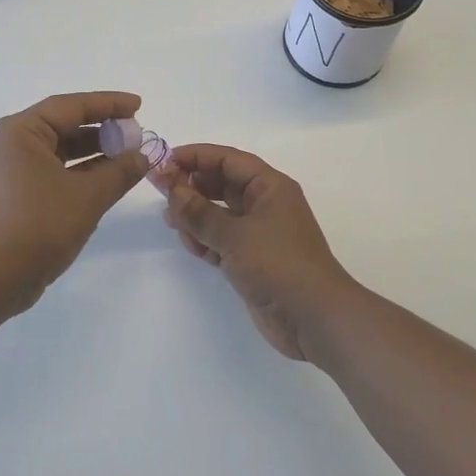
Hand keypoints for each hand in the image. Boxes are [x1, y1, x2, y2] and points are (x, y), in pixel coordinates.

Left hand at [0, 92, 151, 313]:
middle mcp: (13, 144)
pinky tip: (108, 179)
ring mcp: (13, 170)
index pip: (72, 106)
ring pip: (61, 151)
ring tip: (129, 156)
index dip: (109, 104)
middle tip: (136, 133)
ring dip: (95, 153)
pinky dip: (81, 173)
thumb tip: (143, 154)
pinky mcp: (18, 194)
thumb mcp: (88, 196)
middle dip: (103, 129)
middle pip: (65, 125)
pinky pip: (55, 172)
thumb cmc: (39, 225)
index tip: (138, 105)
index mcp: (22, 131)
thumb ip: (120, 171)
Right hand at [158, 144, 358, 361]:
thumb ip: (200, 213)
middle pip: (222, 184)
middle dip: (192, 185)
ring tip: (170, 220)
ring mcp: (258, 233)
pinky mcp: (251, 259)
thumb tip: (173, 192)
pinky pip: (221, 239)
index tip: (165, 161)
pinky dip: (203, 239)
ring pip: (219, 213)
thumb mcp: (235, 235)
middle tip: (160, 190)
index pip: (228, 159)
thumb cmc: (279, 264)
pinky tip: (186, 241)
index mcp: (270, 187)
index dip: (197, 156)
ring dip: (195, 214)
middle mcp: (264, 204)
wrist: (314, 318)